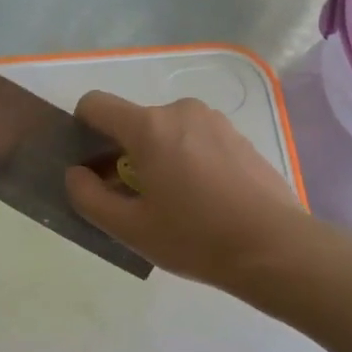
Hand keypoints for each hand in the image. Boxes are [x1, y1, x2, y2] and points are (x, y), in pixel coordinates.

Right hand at [64, 92, 305, 288]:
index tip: (91, 167)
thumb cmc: (195, 237)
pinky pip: (195, 141)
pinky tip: (202, 202)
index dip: (82, 130)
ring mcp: (215, 122)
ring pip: (166, 133)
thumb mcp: (130, 228)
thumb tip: (76, 174)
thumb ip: (88, 197)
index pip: (96, 104)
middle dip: (122, 155)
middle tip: (132, 201)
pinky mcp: (239, 137)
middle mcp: (181, 111)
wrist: (275, 247)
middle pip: (133, 123)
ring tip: (172, 205)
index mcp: (149, 127)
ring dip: (156, 160)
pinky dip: (186, 162)